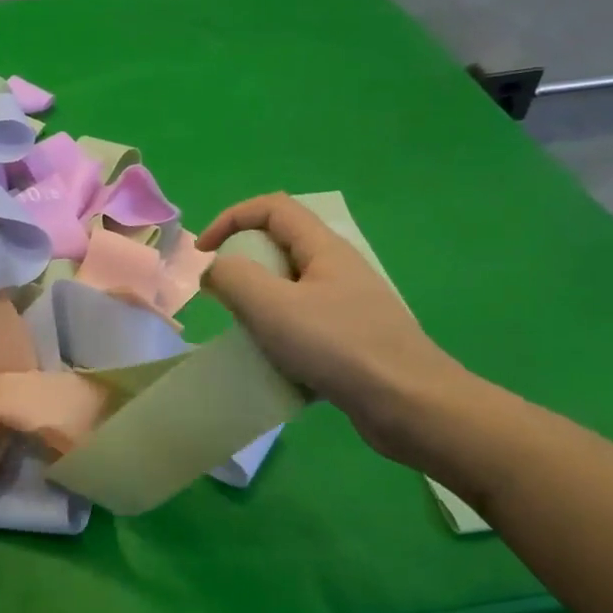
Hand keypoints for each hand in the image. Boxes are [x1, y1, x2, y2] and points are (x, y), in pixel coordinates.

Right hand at [199, 194, 474, 469]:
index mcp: (324, 248)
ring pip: (291, 288)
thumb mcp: (272, 306)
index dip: (231, 218)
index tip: (203, 252)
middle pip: (281, 246)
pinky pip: (304, 322)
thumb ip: (234, 278)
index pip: (272, 208)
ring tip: (246, 333)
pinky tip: (275, 362)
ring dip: (260, 303)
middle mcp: (339, 269)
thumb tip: (215, 270)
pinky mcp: (352, 339)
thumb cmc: (338, 347)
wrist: (409, 405)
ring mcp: (349, 305)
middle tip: (224, 297)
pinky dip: (280, 333)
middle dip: (244, 264)